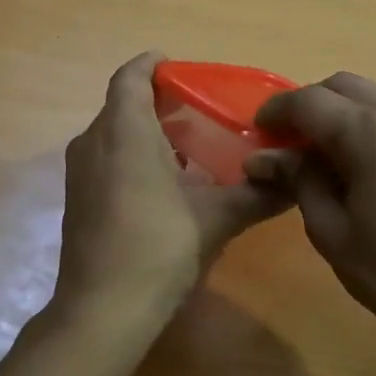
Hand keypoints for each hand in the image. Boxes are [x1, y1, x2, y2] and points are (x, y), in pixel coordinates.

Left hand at [53, 52, 288, 324]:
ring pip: (114, 136)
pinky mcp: (78, 202)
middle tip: (202, 112)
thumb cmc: (159, 247)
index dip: (153, 65)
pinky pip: (107, 162)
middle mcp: (93, 143)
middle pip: (123, 106)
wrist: (103, 310)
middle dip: (159, 103)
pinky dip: (134, 160)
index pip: (131, 77)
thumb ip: (257, 195)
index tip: (179, 67)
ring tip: (192, 149)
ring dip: (148, 135)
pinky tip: (167, 188)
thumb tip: (296, 183)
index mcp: (124, 131)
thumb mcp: (216, 219)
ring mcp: (80, 175)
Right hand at [247, 73, 375, 375]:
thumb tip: (263, 158)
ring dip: (349, 116)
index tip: (259, 130)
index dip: (277, 111)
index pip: (309, 101)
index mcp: (370, 133)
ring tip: (334, 158)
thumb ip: (298, 180)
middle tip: (293, 142)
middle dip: (312, 106)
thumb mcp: (331, 230)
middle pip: (346, 87)